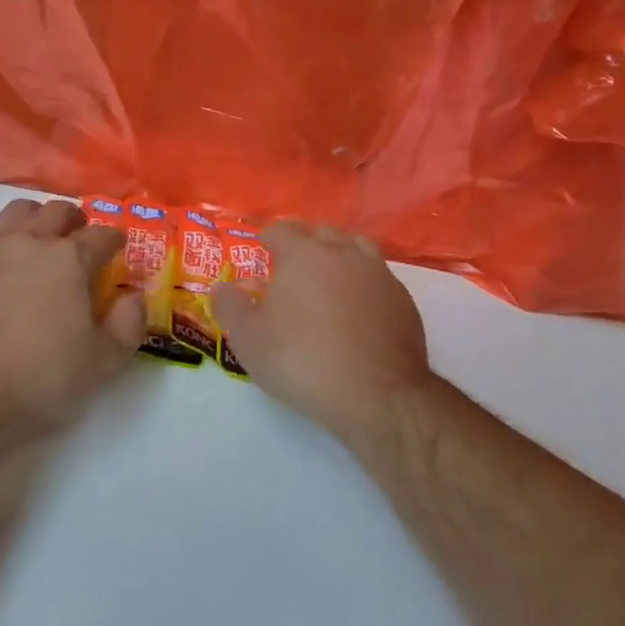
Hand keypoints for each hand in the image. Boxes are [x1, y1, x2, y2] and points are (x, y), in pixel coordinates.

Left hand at [0, 198, 146, 424]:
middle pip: (60, 210)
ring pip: (21, 210)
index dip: (114, 239)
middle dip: (76, 221)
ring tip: (38, 238)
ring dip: (36, 218)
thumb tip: (135, 295)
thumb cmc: (36, 374)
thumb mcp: (100, 364)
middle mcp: (34, 238)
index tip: (117, 247)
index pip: (102, 236)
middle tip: (78, 238)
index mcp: (71, 259)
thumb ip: (128, 325)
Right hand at [213, 221, 431, 440]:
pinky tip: (357, 309)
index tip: (261, 253)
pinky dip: (363, 284)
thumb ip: (229, 306)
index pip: (281, 229)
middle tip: (290, 267)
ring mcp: (378, 274)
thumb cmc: (302, 360)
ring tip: (327, 280)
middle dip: (304, 242)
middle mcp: (343, 253)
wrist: (377, 396)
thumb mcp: (249, 339)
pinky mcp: (403, 301)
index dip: (267, 238)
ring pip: (355, 249)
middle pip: (320, 232)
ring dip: (338, 256)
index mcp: (303, 253)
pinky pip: (378, 278)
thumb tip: (221, 288)